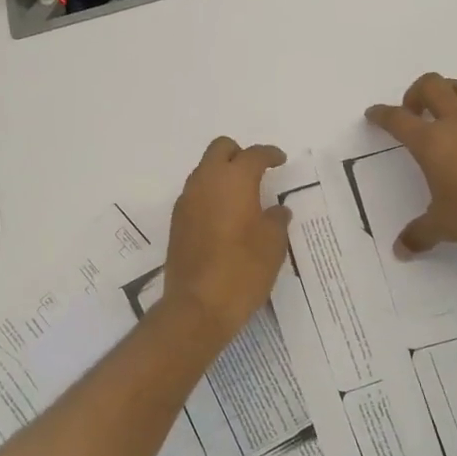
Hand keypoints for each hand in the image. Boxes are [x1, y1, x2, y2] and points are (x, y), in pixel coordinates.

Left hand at [162, 138, 293, 349]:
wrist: (198, 305)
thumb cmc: (243, 270)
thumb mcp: (273, 245)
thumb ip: (276, 220)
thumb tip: (277, 210)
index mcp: (234, 180)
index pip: (253, 155)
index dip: (269, 154)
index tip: (280, 160)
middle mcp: (206, 182)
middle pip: (220, 150)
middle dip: (239, 154)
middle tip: (257, 171)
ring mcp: (187, 201)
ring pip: (204, 171)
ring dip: (222, 175)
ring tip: (243, 197)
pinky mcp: (177, 222)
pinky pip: (196, 194)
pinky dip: (211, 195)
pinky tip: (225, 217)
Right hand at [366, 73, 456, 257]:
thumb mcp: (443, 227)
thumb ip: (418, 235)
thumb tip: (399, 251)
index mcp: (431, 143)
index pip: (397, 120)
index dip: (381, 114)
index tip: (374, 114)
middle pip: (432, 86)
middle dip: (417, 92)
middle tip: (415, 111)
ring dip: (452, 91)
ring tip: (448, 105)